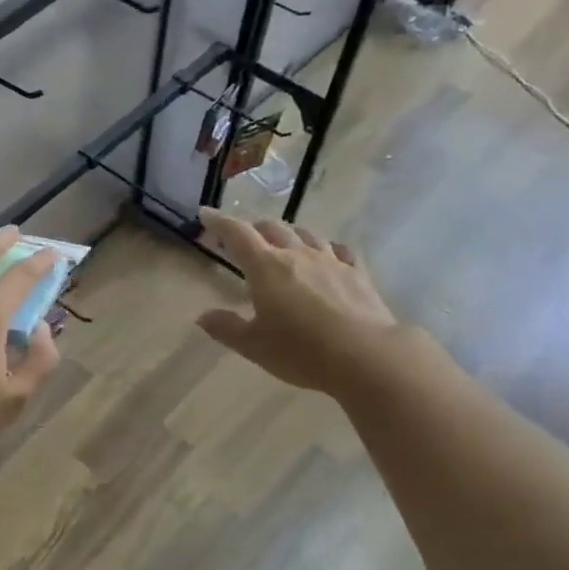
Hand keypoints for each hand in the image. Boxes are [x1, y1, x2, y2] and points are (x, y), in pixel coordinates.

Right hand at [195, 209, 401, 394]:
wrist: (365, 355)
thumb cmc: (301, 351)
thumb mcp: (254, 346)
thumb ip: (226, 328)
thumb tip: (203, 316)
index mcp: (266, 268)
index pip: (238, 234)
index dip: (219, 222)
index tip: (205, 213)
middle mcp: (297, 255)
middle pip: (272, 228)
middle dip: (254, 228)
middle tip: (243, 238)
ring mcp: (331, 261)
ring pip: (306, 234)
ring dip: (289, 234)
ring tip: (283, 242)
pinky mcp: (357, 273)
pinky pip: (338, 251)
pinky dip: (326, 249)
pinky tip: (328, 255)